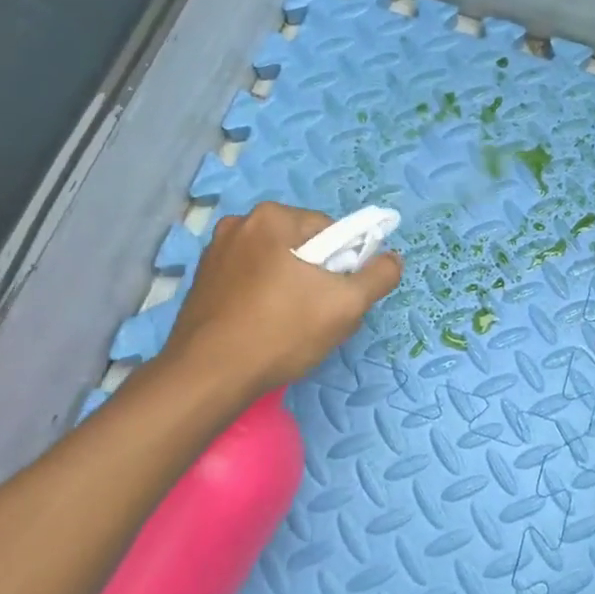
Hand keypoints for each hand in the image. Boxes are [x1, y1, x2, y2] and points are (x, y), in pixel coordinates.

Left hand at [160, 202, 402, 396]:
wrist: (208, 376)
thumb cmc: (281, 332)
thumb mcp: (346, 305)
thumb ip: (379, 276)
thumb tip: (393, 258)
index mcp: (272, 217)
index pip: (330, 231)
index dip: (344, 264)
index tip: (340, 297)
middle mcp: (239, 224)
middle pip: (302, 246)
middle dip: (317, 277)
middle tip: (319, 316)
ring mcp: (215, 253)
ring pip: (275, 265)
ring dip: (291, 289)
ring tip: (291, 327)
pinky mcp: (202, 281)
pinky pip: (249, 281)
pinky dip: (263, 298)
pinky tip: (265, 329)